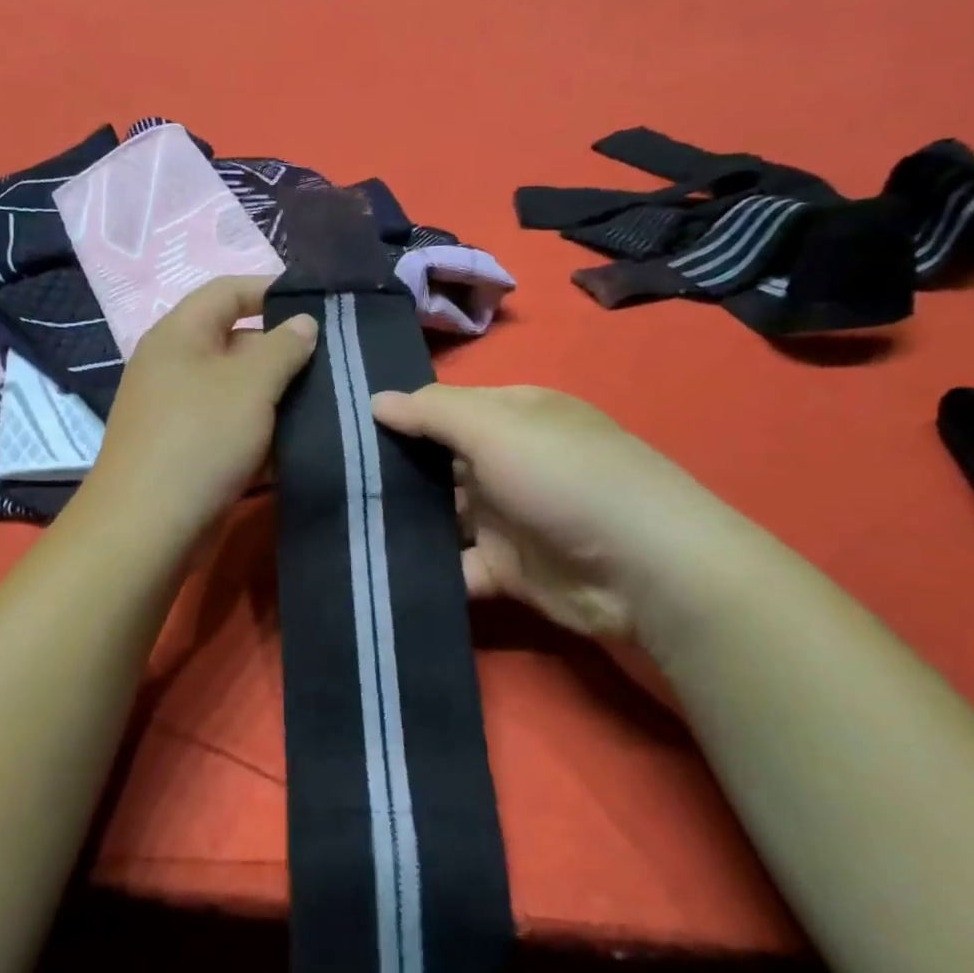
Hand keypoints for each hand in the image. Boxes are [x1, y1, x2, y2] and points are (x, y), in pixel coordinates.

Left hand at [86, 276, 317, 538]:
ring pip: (239, 391)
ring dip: (278, 397)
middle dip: (284, 352)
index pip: (228, 291)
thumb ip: (283, 347)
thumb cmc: (200, 438)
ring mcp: (178, 410)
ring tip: (328, 403)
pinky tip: (299, 445)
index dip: (272, 290)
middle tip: (333, 364)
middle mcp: (175, 365)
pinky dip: (262, 433)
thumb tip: (303, 323)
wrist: (147, 527)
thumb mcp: (250, 384)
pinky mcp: (187, 450)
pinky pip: (231, 428)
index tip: (319, 306)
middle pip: (237, 342)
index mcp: (180, 334)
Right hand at [370, 384, 762, 664]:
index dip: (399, 415)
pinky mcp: (508, 569)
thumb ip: (431, 413)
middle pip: (438, 463)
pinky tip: (378, 572)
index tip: (342, 428)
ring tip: (340, 525)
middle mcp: (508, 461)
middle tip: (330, 481)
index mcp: (512, 416)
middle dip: (391, 472)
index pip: (444, 408)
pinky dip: (427, 570)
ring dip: (403, 522)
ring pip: (442, 516)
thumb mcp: (495, 427)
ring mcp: (508, 517)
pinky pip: (457, 566)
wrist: (643, 568)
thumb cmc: (563, 475)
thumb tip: (376, 400)